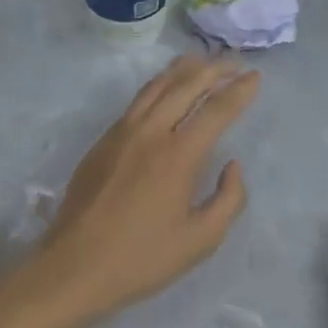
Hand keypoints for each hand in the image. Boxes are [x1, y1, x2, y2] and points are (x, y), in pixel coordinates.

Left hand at [30, 55, 260, 325]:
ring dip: (184, 69)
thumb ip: (229, 199)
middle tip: (235, 62)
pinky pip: (138, 100)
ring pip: (157, 86)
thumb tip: (232, 165)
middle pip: (186, 85)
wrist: (72, 268)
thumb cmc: (141, 259)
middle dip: (215, 69)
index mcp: (178, 155)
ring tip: (202, 59)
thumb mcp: (200, 241)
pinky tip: (165, 87)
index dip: (240, 91)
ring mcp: (122, 132)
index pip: (216, 110)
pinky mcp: (103, 141)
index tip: (256, 77)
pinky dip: (159, 84)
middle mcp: (151, 132)